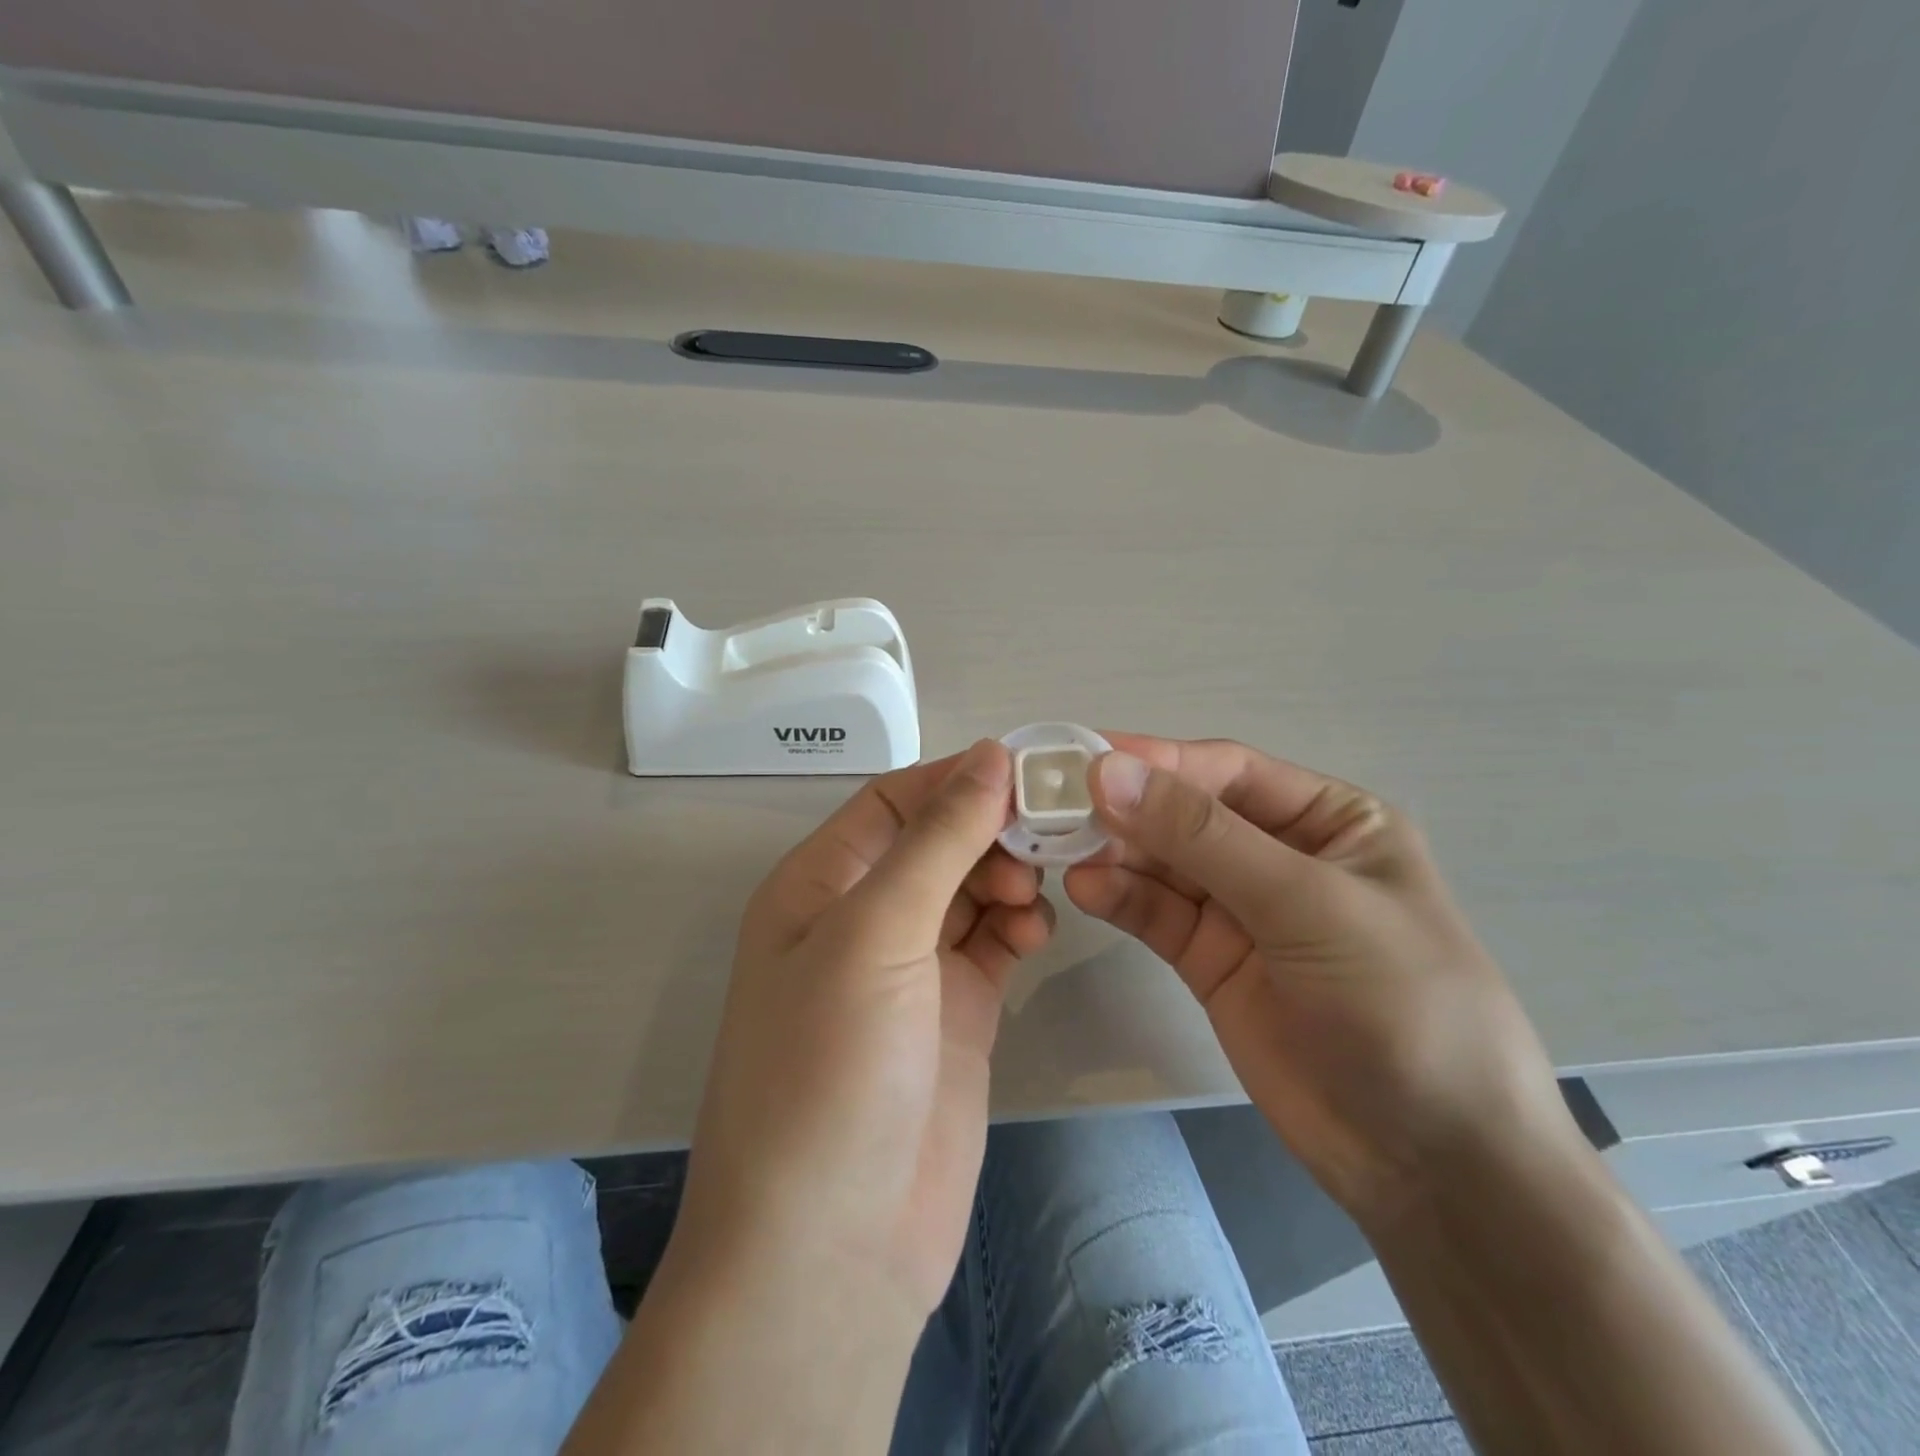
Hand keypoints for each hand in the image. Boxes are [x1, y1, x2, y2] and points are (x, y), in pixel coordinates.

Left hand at [674, 740, 1050, 1320]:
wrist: (832, 1251)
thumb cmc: (830, 1070)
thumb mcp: (875, 936)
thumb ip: (936, 841)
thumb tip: (989, 756)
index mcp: (820, 884)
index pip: (894, 800)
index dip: (956, 779)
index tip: (1028, 771)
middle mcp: (862, 917)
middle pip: (936, 841)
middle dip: (990, 830)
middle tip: (1046, 837)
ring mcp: (911, 968)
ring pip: (970, 888)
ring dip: (1008, 876)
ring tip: (1035, 894)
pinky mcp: (955, 1013)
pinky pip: (992, 942)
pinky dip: (1018, 925)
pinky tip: (1036, 932)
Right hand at [1064, 736, 1577, 1224]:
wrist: (1433, 1165)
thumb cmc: (1400, 1006)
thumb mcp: (1307, 904)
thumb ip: (1202, 837)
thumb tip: (1107, 772)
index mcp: (1328, 820)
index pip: (1227, 773)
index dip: (1157, 762)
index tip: (1085, 759)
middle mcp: (1280, 854)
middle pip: (1185, 814)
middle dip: (1125, 808)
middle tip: (1052, 803)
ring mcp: (1242, 910)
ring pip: (1162, 863)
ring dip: (1113, 852)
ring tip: (1056, 848)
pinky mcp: (1211, 961)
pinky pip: (1157, 914)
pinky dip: (1120, 898)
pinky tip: (1084, 890)